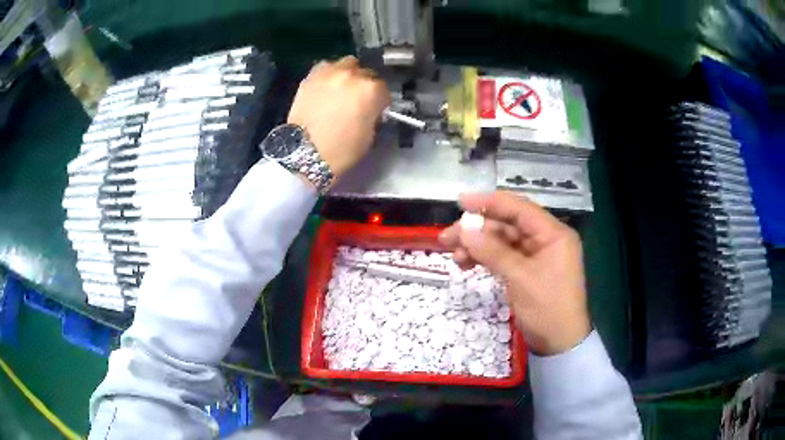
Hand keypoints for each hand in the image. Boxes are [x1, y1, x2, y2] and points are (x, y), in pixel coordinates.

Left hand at [287, 56, 389, 179]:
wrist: (304, 152)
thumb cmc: (342, 150)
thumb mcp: (370, 135)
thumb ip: (373, 115)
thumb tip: (371, 110)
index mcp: (372, 90)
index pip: (383, 89)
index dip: (380, 101)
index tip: (375, 109)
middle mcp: (353, 75)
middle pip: (366, 73)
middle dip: (365, 85)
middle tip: (358, 99)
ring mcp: (331, 72)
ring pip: (347, 64)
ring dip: (348, 74)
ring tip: (342, 88)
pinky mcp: (311, 76)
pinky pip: (326, 67)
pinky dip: (329, 74)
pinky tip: (327, 86)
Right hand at [438, 192, 591, 355]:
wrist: (559, 344)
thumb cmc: (548, 308)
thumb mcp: (521, 278)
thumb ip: (493, 251)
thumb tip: (464, 229)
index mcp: (553, 233)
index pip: (519, 208)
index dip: (489, 202)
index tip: (461, 202)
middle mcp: (545, 239)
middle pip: (507, 225)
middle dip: (477, 229)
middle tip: (447, 237)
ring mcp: (536, 255)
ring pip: (502, 241)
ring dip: (478, 246)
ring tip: (453, 255)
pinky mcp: (527, 270)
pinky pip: (503, 257)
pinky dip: (485, 259)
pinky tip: (465, 263)